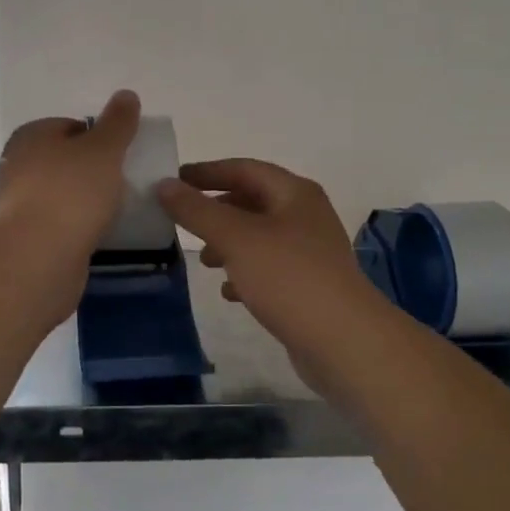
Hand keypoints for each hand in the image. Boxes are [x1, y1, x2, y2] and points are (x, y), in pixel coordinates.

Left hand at [0, 90, 140, 257]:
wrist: (38, 258)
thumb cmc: (71, 193)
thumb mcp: (104, 149)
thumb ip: (118, 123)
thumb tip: (127, 94)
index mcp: (31, 136)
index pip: (70, 125)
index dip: (99, 137)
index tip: (121, 155)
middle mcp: (18, 165)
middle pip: (65, 160)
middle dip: (92, 170)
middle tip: (121, 181)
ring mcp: (19, 203)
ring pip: (62, 193)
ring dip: (86, 200)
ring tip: (115, 209)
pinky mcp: (26, 237)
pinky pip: (60, 223)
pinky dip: (78, 225)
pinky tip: (98, 233)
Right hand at [156, 159, 382, 374]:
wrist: (344, 342)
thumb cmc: (288, 277)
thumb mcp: (235, 238)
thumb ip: (197, 210)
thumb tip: (164, 185)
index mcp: (294, 193)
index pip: (244, 168)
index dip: (208, 172)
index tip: (174, 180)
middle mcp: (306, 215)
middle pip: (253, 201)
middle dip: (217, 210)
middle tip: (184, 221)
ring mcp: (310, 252)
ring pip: (260, 237)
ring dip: (229, 243)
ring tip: (204, 261)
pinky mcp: (309, 286)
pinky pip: (270, 268)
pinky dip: (245, 272)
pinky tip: (229, 291)